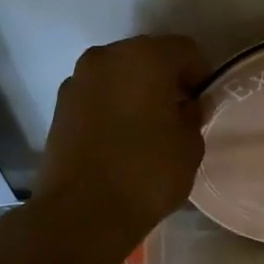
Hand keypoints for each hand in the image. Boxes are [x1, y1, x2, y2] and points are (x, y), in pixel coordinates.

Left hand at [35, 35, 208, 239]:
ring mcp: (78, 80)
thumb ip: (193, 115)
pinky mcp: (59, 106)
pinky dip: (112, 106)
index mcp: (145, 57)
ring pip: (119, 75)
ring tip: (147, 127)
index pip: (185, 50)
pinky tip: (121, 138)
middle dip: (166, 79)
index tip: (204, 104)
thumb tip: (184, 106)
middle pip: (147, 56)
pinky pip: (98, 95)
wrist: (82, 213)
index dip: (200, 75)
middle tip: (178, 113)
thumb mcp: (190, 145)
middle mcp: (106, 57)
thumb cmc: (147, 173)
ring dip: (136, 91)